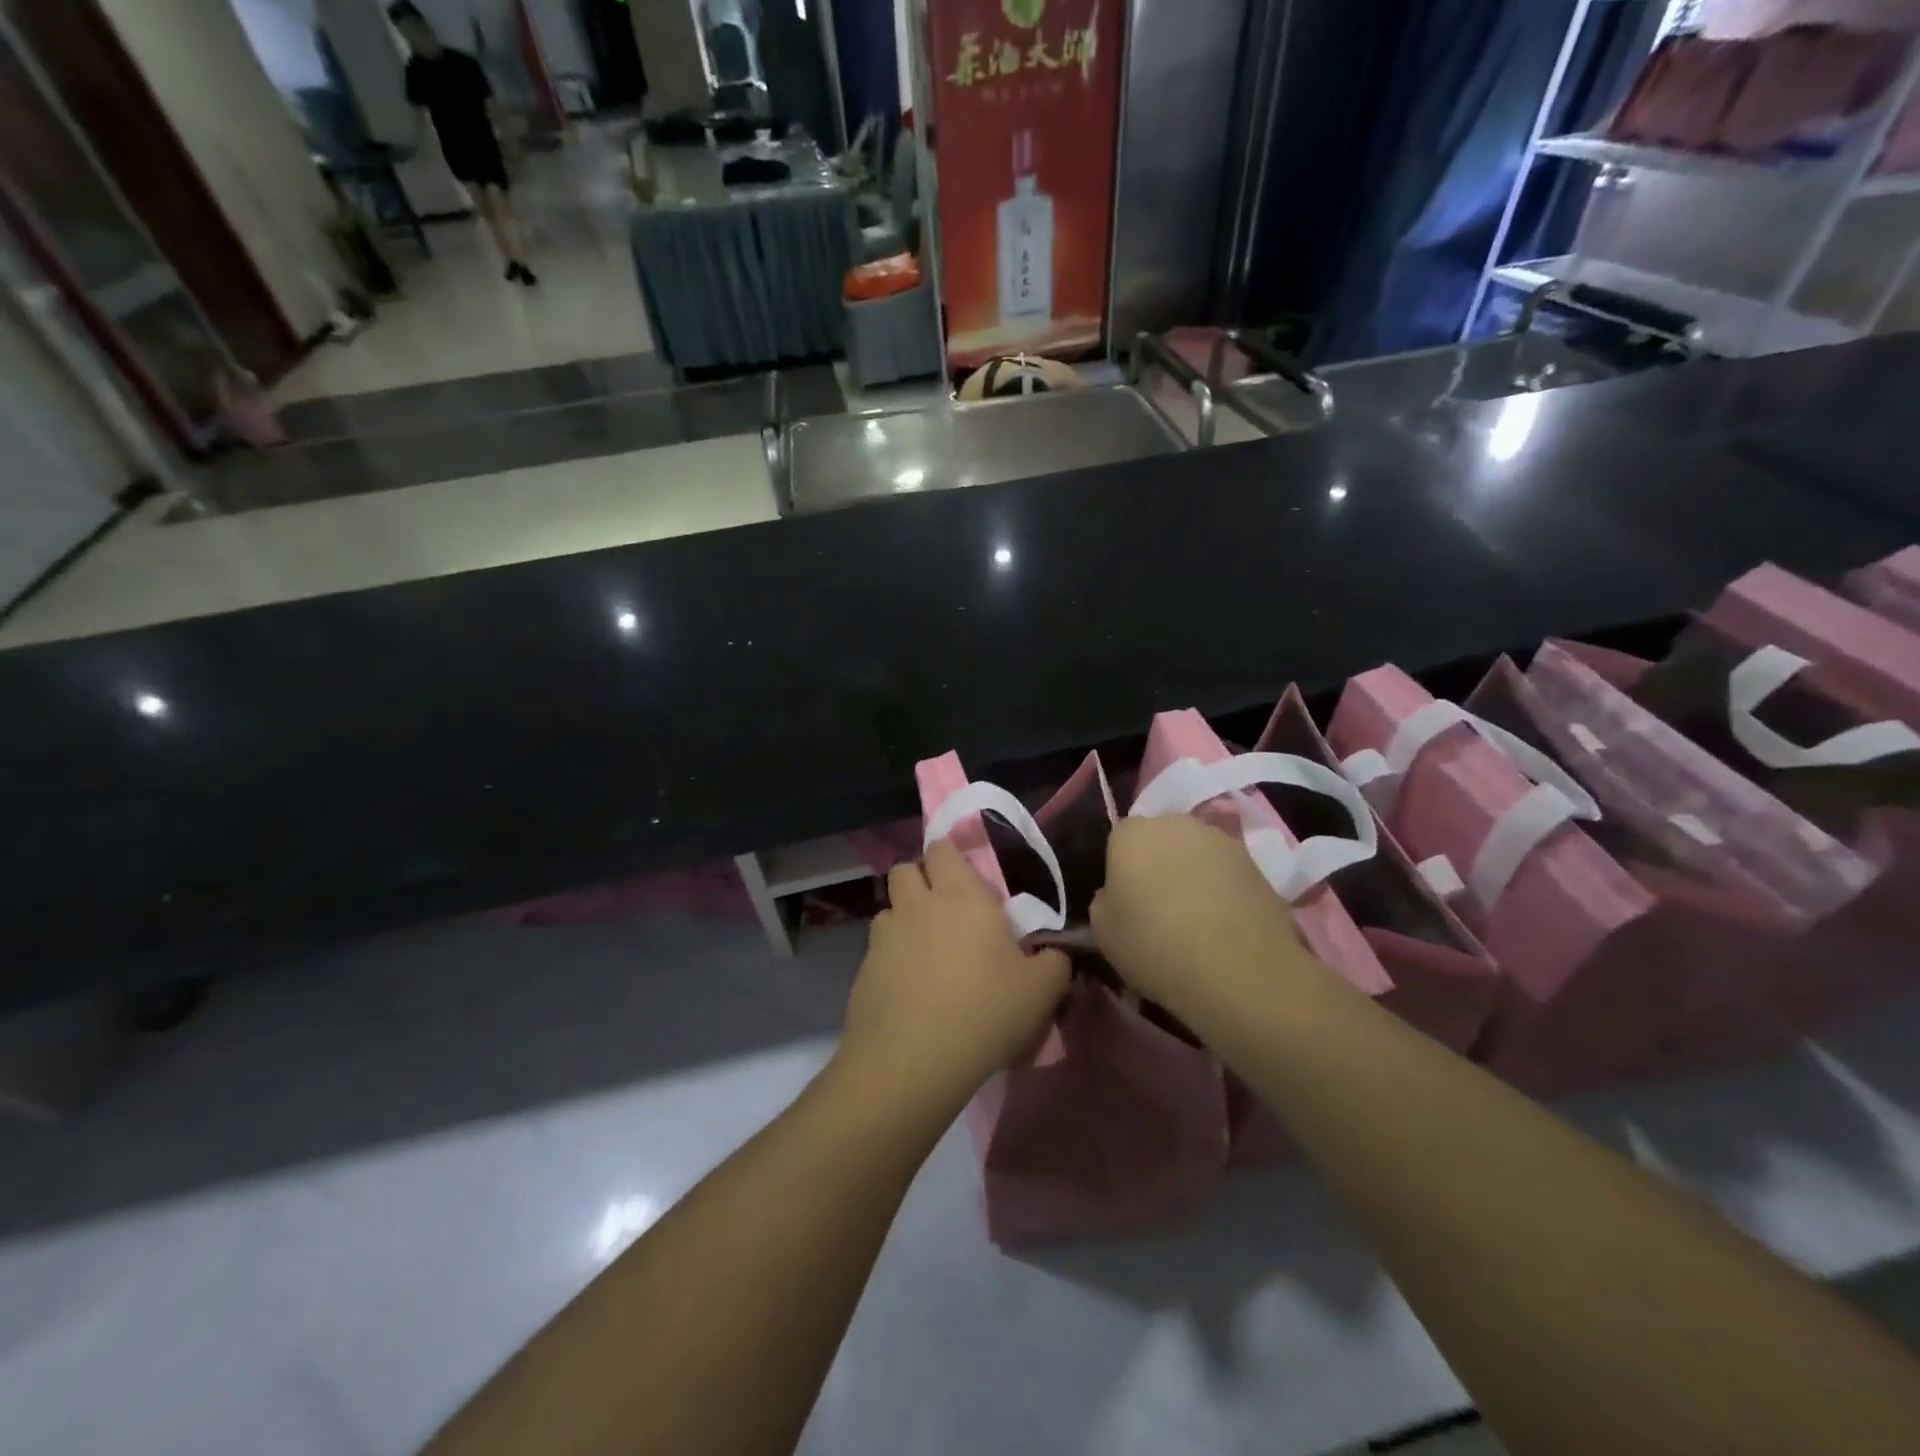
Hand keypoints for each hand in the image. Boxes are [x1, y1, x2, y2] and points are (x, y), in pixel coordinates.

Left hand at [839, 842, 1069, 1112]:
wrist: (913, 1061)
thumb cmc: (985, 1012)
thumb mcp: (1042, 990)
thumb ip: (1055, 961)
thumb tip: (1054, 952)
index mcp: (960, 895)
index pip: (942, 848)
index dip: (951, 859)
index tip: (968, 881)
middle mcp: (917, 904)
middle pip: (906, 870)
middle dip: (921, 880)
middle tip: (945, 911)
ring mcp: (884, 936)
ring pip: (889, 910)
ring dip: (904, 920)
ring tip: (926, 954)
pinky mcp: (863, 970)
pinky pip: (877, 950)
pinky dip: (891, 960)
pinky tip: (909, 991)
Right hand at [1091, 816, 1328, 1019]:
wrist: (1240, 970)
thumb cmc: (1155, 945)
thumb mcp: (1103, 932)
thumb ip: (1104, 901)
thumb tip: (1116, 894)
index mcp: (1132, 833)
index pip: (1118, 839)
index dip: (1120, 869)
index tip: (1125, 902)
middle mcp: (1176, 823)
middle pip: (1160, 839)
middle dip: (1157, 864)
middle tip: (1158, 908)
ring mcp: (1221, 840)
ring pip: (1195, 854)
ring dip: (1192, 875)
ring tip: (1195, 920)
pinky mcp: (1257, 863)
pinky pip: (1225, 873)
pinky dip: (1222, 891)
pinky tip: (1223, 926)